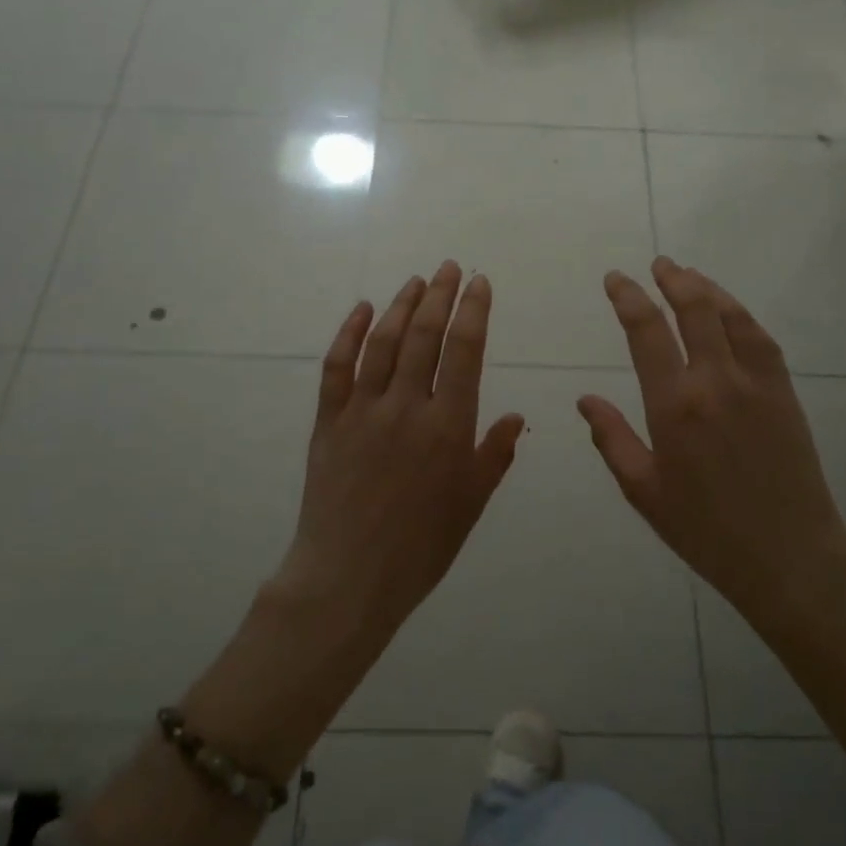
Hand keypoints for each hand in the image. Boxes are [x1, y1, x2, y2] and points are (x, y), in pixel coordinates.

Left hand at [273, 261, 525, 640]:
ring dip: (401, 306)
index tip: (480, 283)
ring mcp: (363, 411)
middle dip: (440, 296)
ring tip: (417, 281)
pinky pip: (337, 368)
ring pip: (383, 343)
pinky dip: (348, 334)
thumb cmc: (421, 546)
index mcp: (447, 426)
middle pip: (424, 336)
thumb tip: (515, 416)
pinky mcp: (329, 421)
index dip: (474, 311)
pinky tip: (360, 310)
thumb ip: (494, 455)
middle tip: (450, 267)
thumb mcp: (471, 504)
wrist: (349, 577)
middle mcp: (406, 407)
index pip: (465, 352)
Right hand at [578, 258, 845, 628]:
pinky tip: (729, 311)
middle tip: (657, 264)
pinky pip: (760, 338)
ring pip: (730, 316)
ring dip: (706, 288)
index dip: (628, 298)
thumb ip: (612, 439)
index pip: (646, 332)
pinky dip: (740, 314)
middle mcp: (715, 382)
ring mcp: (756, 383)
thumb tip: (585, 399)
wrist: (789, 554)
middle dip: (671, 279)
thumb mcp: (644, 491)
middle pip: (693, 309)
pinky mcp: (784, 392)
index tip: (616, 279)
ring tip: (688, 274)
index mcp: (674, 406)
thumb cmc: (705, 529)